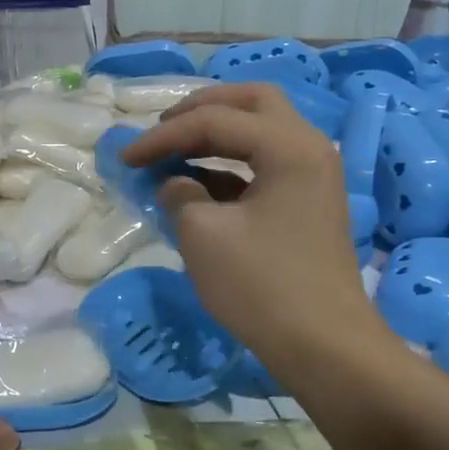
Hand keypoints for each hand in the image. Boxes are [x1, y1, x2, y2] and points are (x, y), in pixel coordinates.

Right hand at [121, 84, 389, 382]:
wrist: (323, 346)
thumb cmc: (262, 286)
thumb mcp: (203, 234)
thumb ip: (179, 194)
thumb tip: (173, 183)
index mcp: (288, 146)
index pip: (215, 121)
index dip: (163, 136)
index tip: (125, 157)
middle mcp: (308, 148)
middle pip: (251, 103)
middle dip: (200, 110)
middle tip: (162, 129)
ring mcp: (312, 176)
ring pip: (259, 132)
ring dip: (215, 136)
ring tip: (171, 153)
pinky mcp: (306, 203)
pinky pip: (264, 165)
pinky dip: (228, 165)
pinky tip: (195, 184)